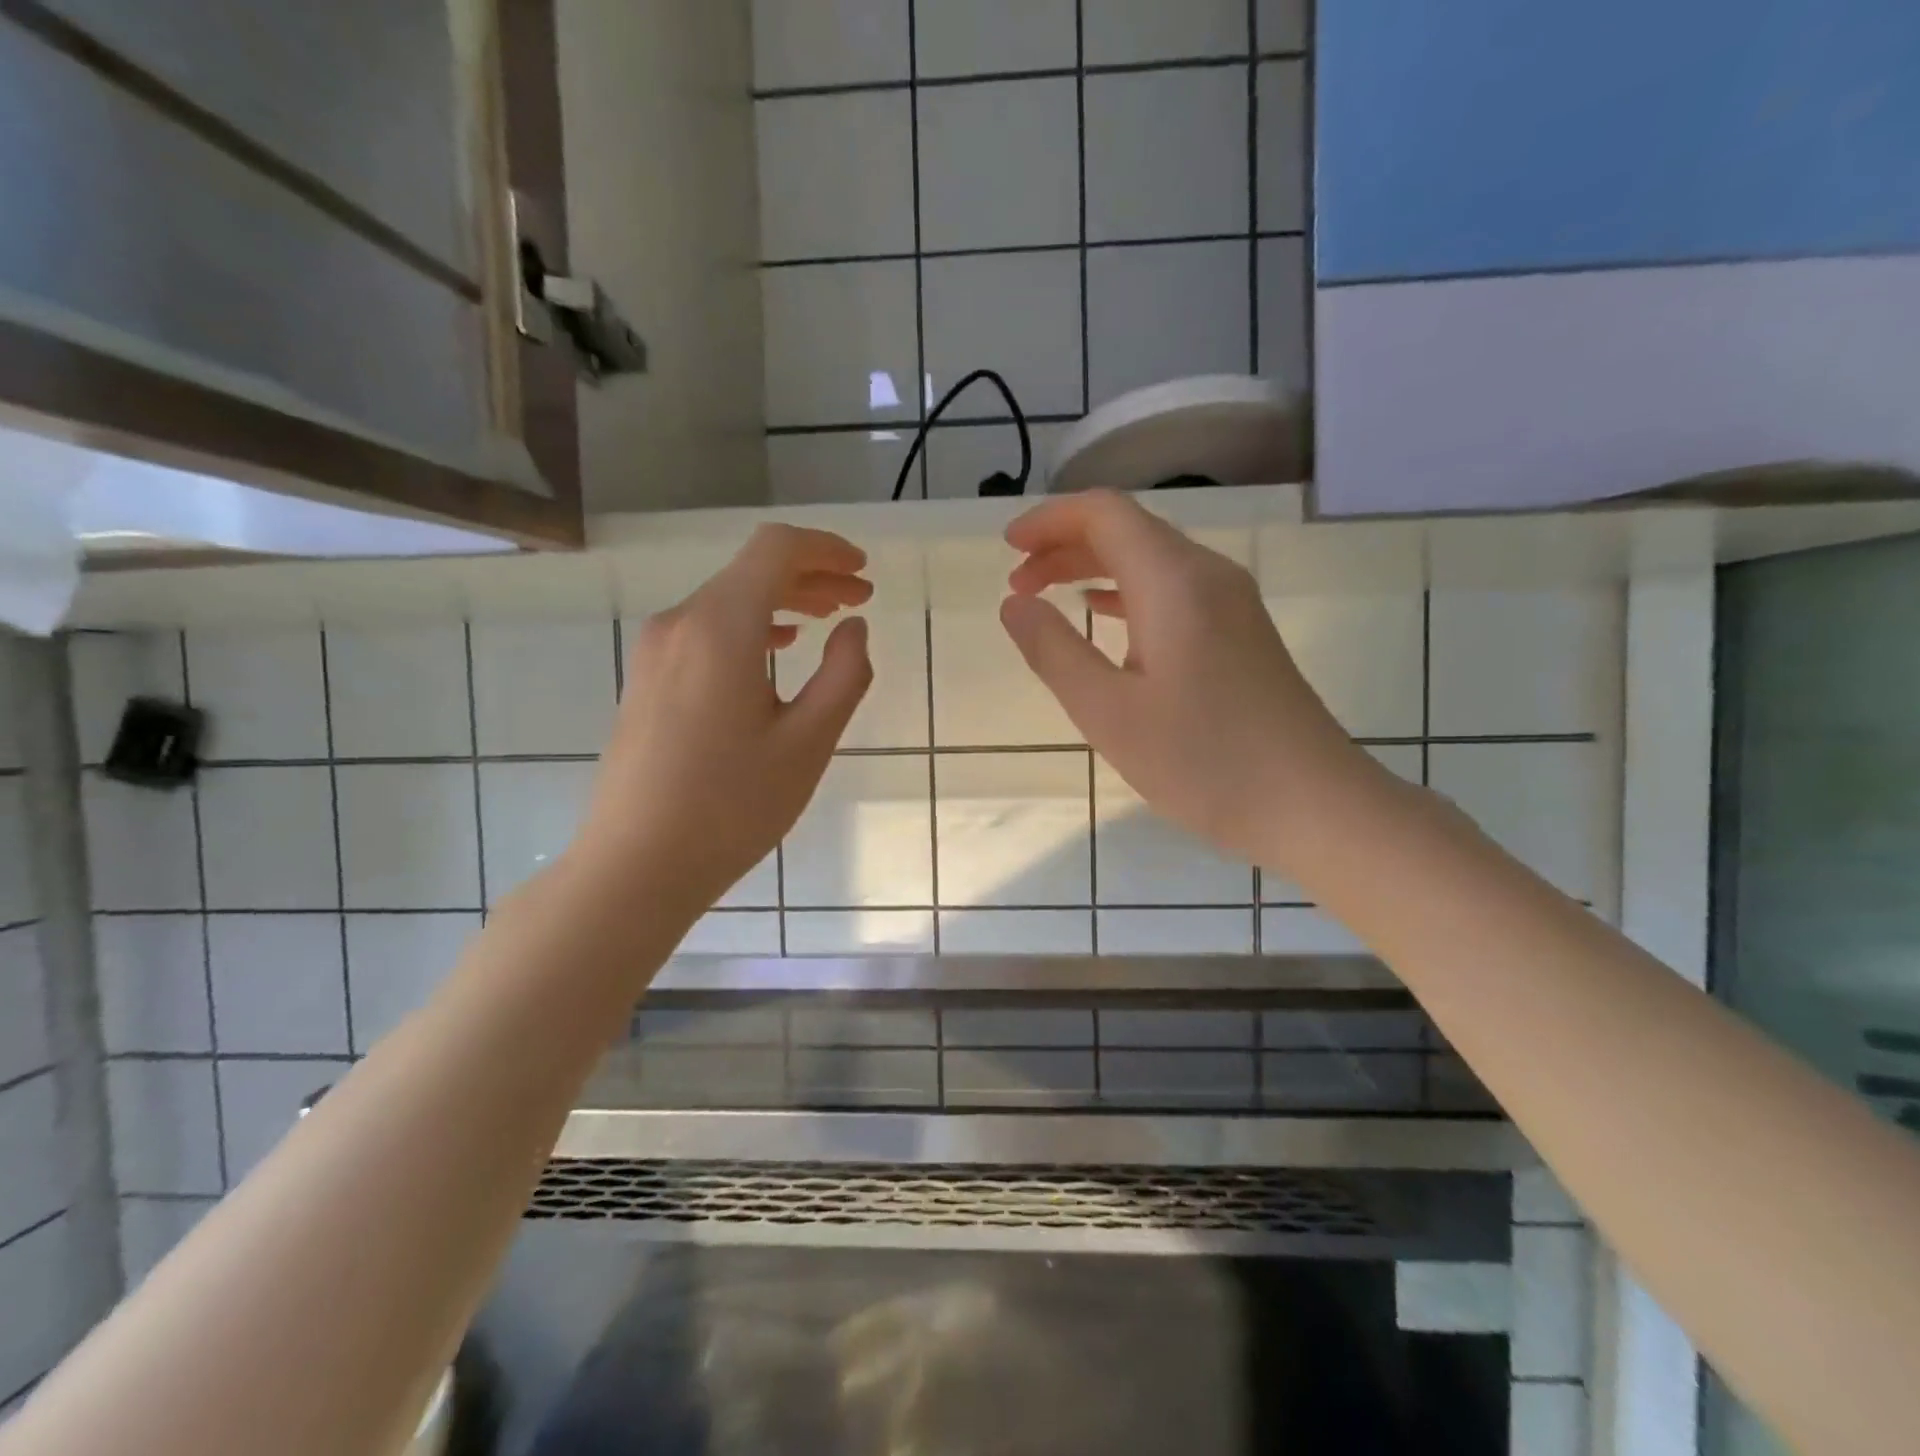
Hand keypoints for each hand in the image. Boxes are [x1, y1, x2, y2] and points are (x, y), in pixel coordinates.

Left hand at [572, 523, 873, 909]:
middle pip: (751, 571)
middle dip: (811, 576)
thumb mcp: (808, 744)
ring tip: (826, 622)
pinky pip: (705, 631)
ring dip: (781, 602)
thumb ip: (843, 675)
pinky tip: (775, 650)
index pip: (775, 550)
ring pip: (727, 601)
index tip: (863, 572)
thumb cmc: (731, 808)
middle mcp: (679, 623)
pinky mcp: (646, 679)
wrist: (635, 865)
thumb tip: (854, 628)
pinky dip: (750, 627)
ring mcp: (655, 651)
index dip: (826, 549)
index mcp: (719, 628)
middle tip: (859, 599)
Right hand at [999, 491, 1380, 871]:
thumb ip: (1053, 651)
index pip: (1104, 513)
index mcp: (1174, 581)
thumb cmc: (1203, 761)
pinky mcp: (1240, 633)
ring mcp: (1232, 603)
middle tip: (1018, 582)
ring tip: (1047, 595)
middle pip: (1128, 530)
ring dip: (1093, 567)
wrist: (1312, 804)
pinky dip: (1126, 592)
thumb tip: (1013, 604)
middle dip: (1065, 545)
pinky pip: (1172, 589)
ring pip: (1151, 559)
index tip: (1007, 548)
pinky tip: (1104, 616)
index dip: (1049, 520)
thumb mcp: (1108, 712)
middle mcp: (1207, 575)